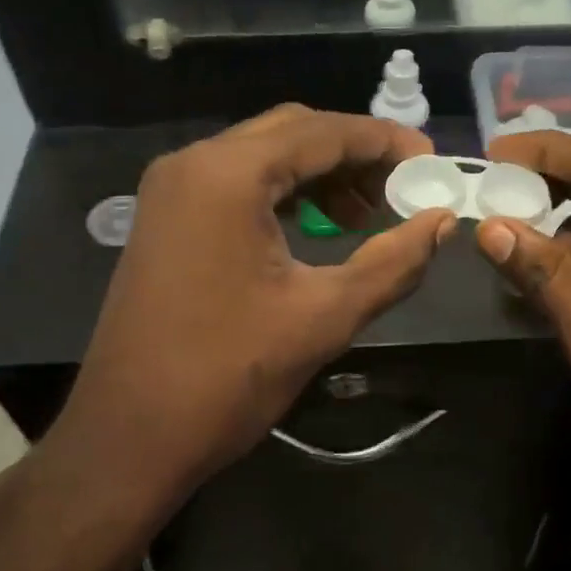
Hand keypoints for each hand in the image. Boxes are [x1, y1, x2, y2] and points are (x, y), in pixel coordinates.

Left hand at [35, 107, 455, 519]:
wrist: (128, 438)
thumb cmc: (227, 376)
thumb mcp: (324, 317)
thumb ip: (393, 262)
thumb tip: (442, 223)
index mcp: (227, 174)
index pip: (322, 132)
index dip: (384, 142)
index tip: (431, 163)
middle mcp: (193, 164)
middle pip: (291, 132)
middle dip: (353, 154)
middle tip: (403, 187)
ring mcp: (172, 190)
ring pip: (263, 156)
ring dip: (319, 174)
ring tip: (367, 213)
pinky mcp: (166, 219)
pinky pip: (237, 184)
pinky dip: (284, 193)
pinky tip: (318, 226)